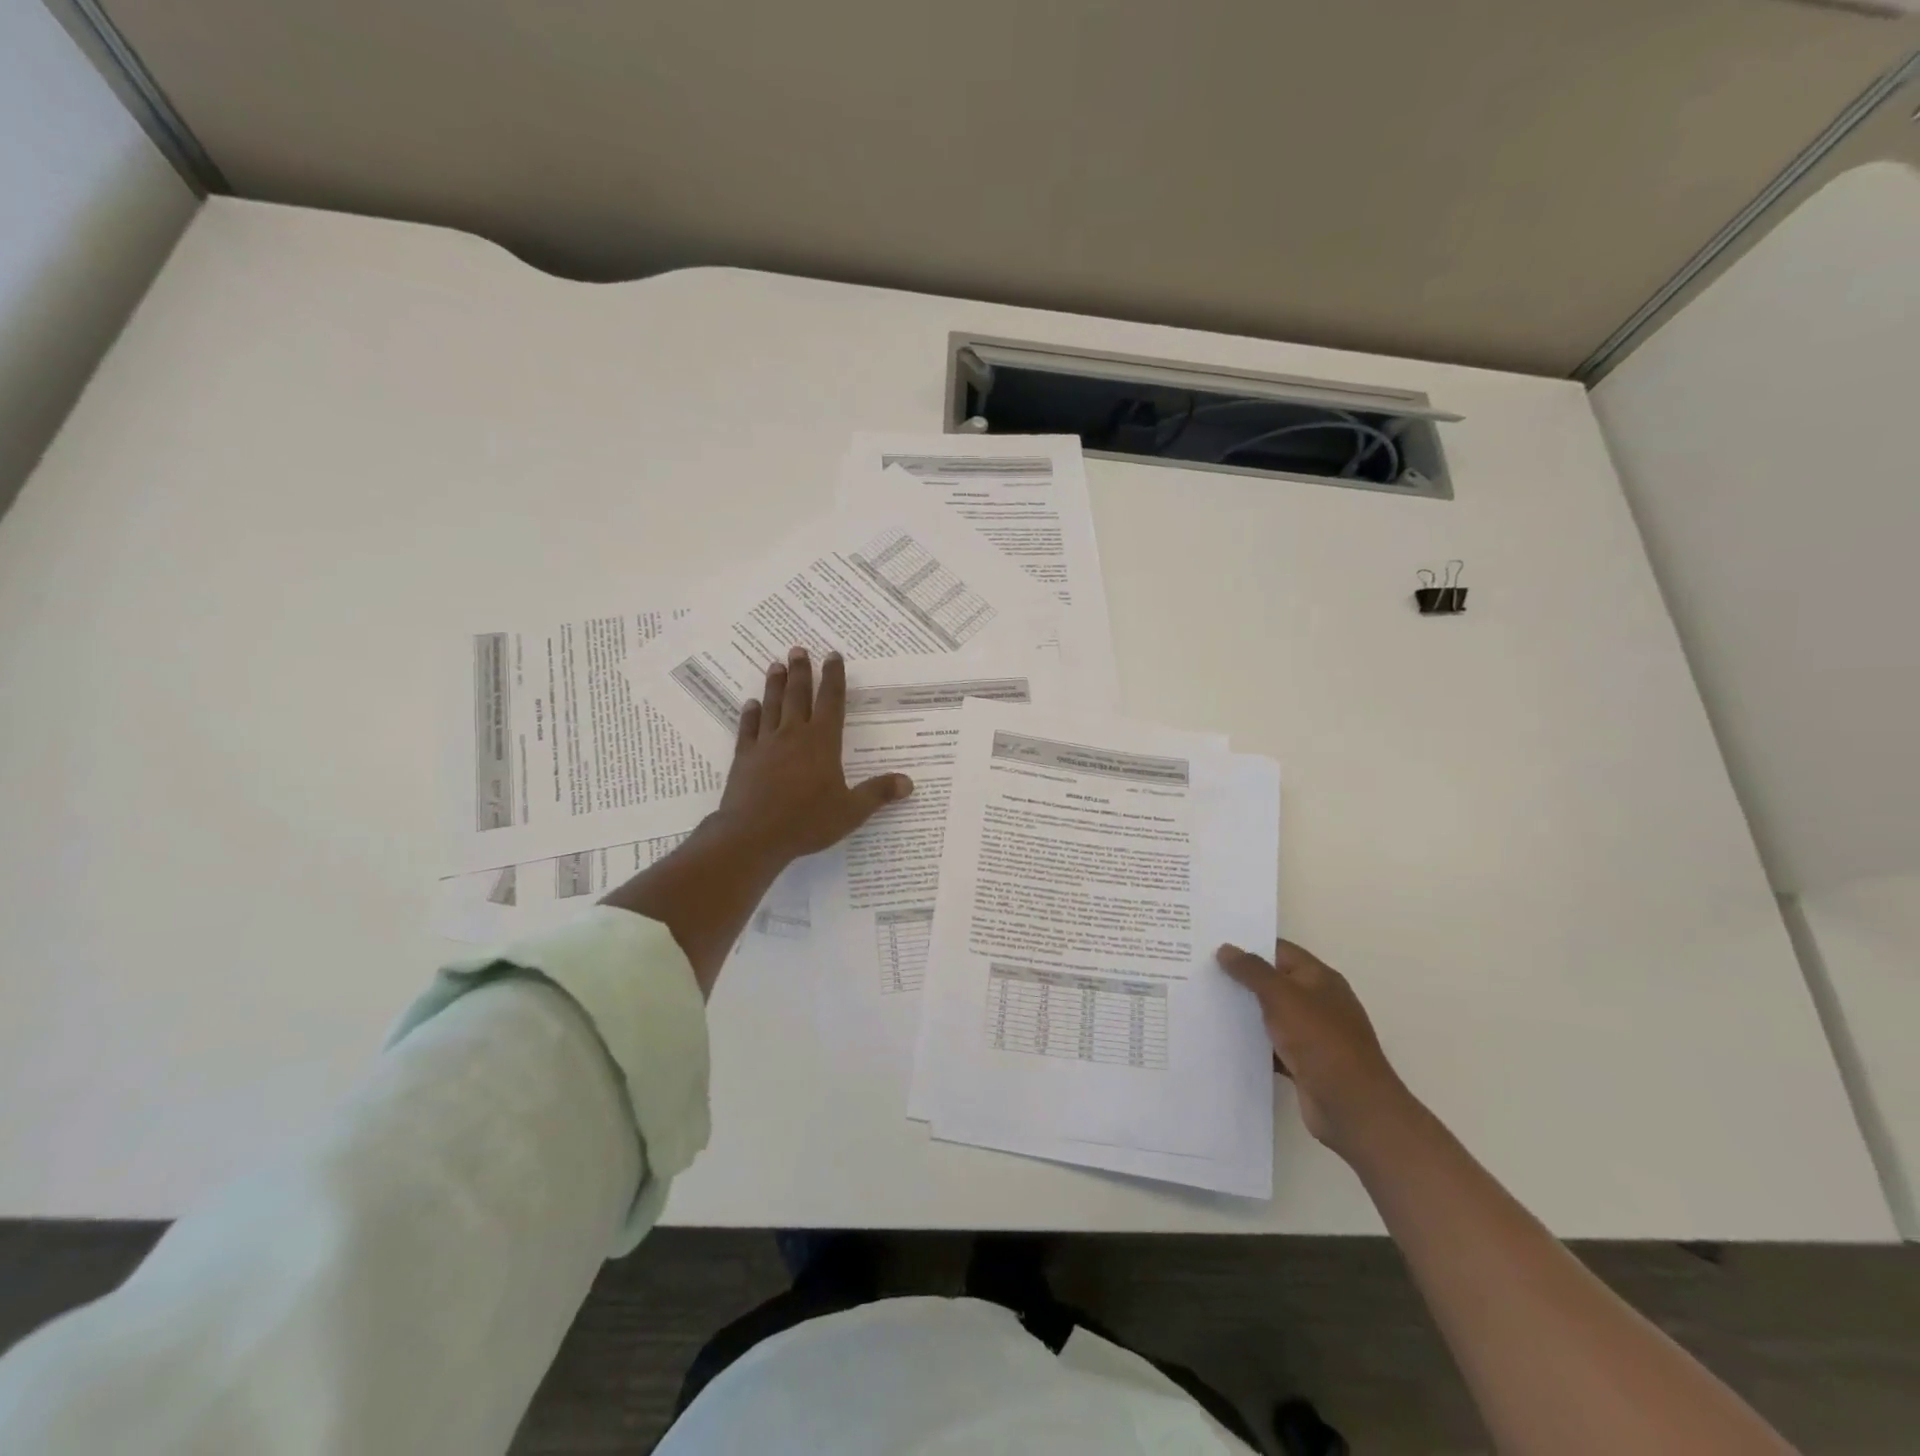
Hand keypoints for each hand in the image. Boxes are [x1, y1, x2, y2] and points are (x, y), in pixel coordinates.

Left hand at [715, 647, 913, 866]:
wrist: (753, 835)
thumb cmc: (807, 821)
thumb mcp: (851, 811)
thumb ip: (878, 793)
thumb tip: (908, 783)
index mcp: (822, 742)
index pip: (831, 701)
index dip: (834, 677)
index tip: (833, 655)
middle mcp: (793, 735)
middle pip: (798, 695)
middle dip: (801, 671)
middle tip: (798, 649)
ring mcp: (765, 744)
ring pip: (772, 706)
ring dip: (775, 685)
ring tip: (776, 665)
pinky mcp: (744, 758)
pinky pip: (748, 729)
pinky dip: (750, 715)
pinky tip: (750, 704)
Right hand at [1217, 940, 1411, 1159]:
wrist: (1353, 1108)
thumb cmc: (1320, 1041)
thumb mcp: (1283, 997)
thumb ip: (1252, 971)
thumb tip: (1226, 948)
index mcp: (1319, 979)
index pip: (1279, 951)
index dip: (1248, 946)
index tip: (1212, 945)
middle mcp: (1317, 1002)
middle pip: (1273, 982)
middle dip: (1240, 979)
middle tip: (1200, 973)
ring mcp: (1311, 1034)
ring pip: (1270, 1015)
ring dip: (1243, 1012)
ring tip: (1202, 1003)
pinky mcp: (1303, 1063)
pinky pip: (1271, 1046)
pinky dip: (1251, 1043)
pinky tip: (1222, 1040)